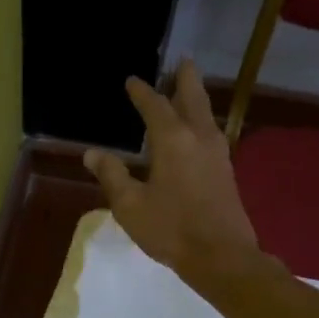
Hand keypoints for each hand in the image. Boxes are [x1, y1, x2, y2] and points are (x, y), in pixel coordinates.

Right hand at [83, 59, 264, 286]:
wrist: (221, 255)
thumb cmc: (170, 229)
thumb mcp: (130, 205)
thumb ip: (112, 176)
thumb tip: (92, 153)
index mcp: (173, 140)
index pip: (155, 106)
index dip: (141, 92)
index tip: (131, 81)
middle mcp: (199, 137)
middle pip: (193, 98)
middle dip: (184, 79)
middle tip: (181, 61)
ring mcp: (218, 154)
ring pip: (207, 115)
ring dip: (196, 99)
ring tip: (188, 91)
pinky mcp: (226, 172)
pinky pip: (212, 134)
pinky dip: (202, 122)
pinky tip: (197, 133)